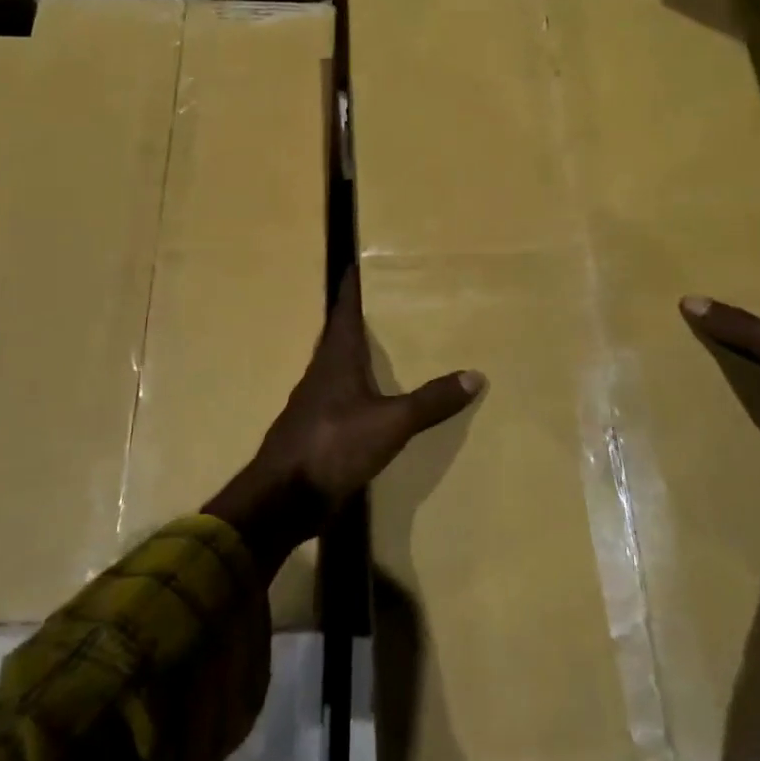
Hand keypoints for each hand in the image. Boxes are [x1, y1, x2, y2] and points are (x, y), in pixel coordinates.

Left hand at [205, 269, 484, 574]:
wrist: (283, 498)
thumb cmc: (333, 446)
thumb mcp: (392, 423)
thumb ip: (431, 400)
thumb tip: (476, 374)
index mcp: (336, 359)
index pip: (343, 310)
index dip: (351, 287)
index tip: (357, 263)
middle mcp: (321, 373)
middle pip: (338, 335)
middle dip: (358, 317)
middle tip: (385, 302)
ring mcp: (314, 403)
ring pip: (337, 366)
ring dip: (357, 353)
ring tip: (385, 346)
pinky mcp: (315, 430)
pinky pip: (339, 397)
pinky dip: (357, 387)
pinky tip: (373, 399)